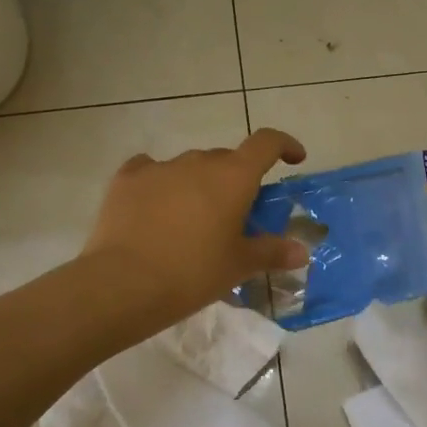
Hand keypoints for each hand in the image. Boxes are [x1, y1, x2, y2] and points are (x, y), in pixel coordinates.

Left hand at [82, 129, 310, 329]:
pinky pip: (150, 170)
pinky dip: (160, 183)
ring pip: (189, 166)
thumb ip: (272, 252)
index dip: (284, 145)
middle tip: (236, 214)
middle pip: (226, 159)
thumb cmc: (193, 272)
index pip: (266, 143)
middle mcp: (198, 162)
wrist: (124, 283)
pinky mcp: (126, 179)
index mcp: (233, 177)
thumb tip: (301, 251)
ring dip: (199, 184)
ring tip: (192, 219)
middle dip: (236, 180)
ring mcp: (160, 167)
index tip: (293, 159)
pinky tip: (155, 206)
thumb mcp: (238, 265)